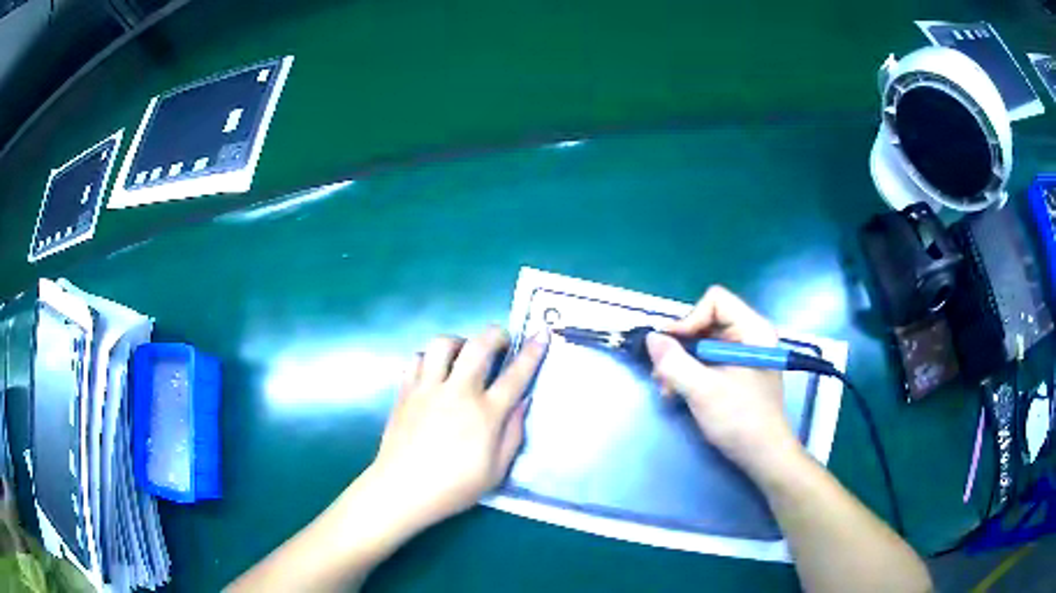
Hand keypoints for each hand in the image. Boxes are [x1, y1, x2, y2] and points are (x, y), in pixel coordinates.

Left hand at [368, 325, 548, 529]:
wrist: (403, 489)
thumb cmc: (454, 487)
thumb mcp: (496, 471)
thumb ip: (513, 434)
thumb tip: (523, 402)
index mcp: (485, 413)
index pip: (515, 375)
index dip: (531, 352)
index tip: (541, 334)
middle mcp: (457, 392)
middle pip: (479, 346)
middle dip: (496, 334)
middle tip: (501, 341)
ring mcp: (427, 388)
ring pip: (443, 344)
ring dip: (459, 342)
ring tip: (464, 354)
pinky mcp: (405, 391)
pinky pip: (416, 359)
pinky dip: (428, 358)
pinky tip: (433, 372)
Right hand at [645, 286, 799, 477]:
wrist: (763, 456)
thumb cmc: (740, 420)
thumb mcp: (704, 391)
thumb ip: (674, 363)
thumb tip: (652, 338)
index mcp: (753, 330)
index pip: (715, 301)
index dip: (690, 319)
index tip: (671, 347)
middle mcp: (749, 336)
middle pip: (706, 322)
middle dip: (680, 347)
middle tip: (662, 374)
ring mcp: (742, 356)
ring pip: (702, 343)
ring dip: (680, 363)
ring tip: (667, 388)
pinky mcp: (735, 374)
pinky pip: (706, 361)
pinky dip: (689, 374)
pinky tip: (677, 393)